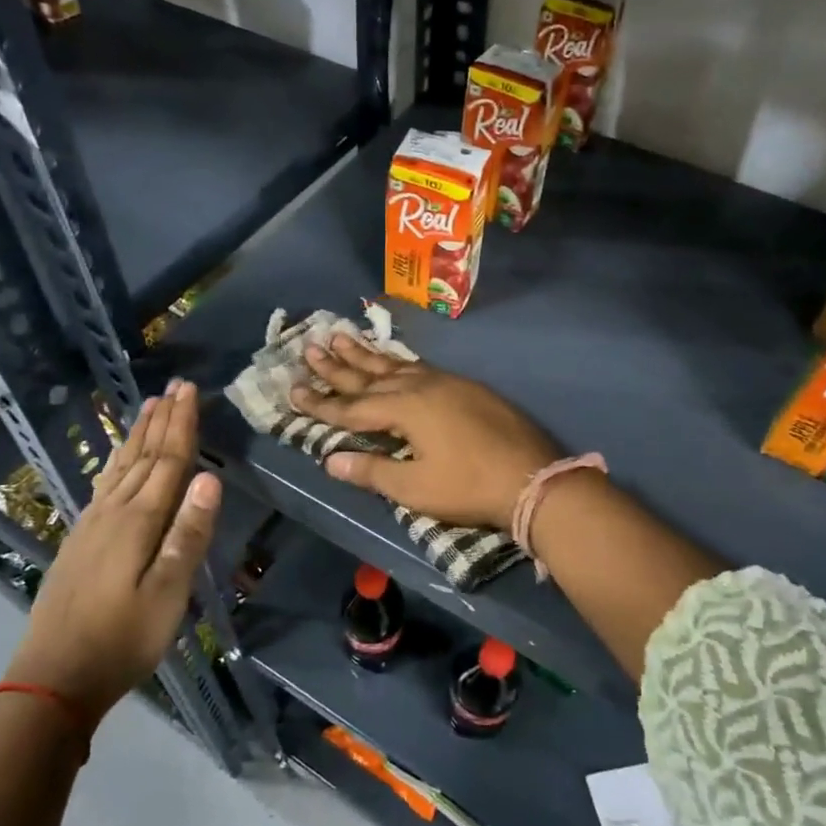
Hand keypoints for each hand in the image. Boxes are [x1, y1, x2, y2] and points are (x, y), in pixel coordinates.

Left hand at [12, 381, 220, 720]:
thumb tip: (209, 476)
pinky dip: (115, 463)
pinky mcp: (79, 542)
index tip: (189, 390)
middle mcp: (113, 513)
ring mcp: (91, 526)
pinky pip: (103, 485)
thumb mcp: (168, 593)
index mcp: (138, 521)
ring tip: (148, 408)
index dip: (181, 425)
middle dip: (161, 420)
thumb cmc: (122, 639)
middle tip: (174, 387)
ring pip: (120, 468)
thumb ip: (188, 534)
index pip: (167, 461)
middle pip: (143, 457)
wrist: (52, 677)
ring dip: (137, 436)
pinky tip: (116, 462)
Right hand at [290, 334, 557, 529]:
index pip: (352, 407)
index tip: (292, 390)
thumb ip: (372, 470)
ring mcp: (446, 382)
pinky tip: (393, 361)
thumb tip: (330, 460)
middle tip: (309, 347)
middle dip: (337, 365)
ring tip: (340, 336)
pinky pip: (419, 367)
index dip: (321, 402)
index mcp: (405, 409)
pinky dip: (397, 363)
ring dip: (366, 355)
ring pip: (395, 365)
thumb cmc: (469, 486)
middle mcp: (421, 386)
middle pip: (370, 375)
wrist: (533, 478)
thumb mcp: (416, 488)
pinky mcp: (466, 387)